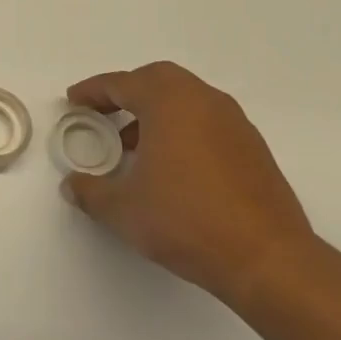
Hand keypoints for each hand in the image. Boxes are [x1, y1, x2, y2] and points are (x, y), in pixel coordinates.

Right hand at [64, 62, 314, 308]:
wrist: (267, 259)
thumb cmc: (185, 221)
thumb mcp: (121, 209)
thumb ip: (90, 191)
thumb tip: (72, 185)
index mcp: (169, 104)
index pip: (122, 84)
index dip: (93, 91)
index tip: (74, 100)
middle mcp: (205, 102)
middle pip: (159, 80)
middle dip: (127, 92)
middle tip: (104, 113)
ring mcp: (235, 124)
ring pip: (187, 100)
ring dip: (156, 112)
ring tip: (133, 145)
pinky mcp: (253, 150)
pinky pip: (207, 122)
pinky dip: (182, 129)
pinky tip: (170, 166)